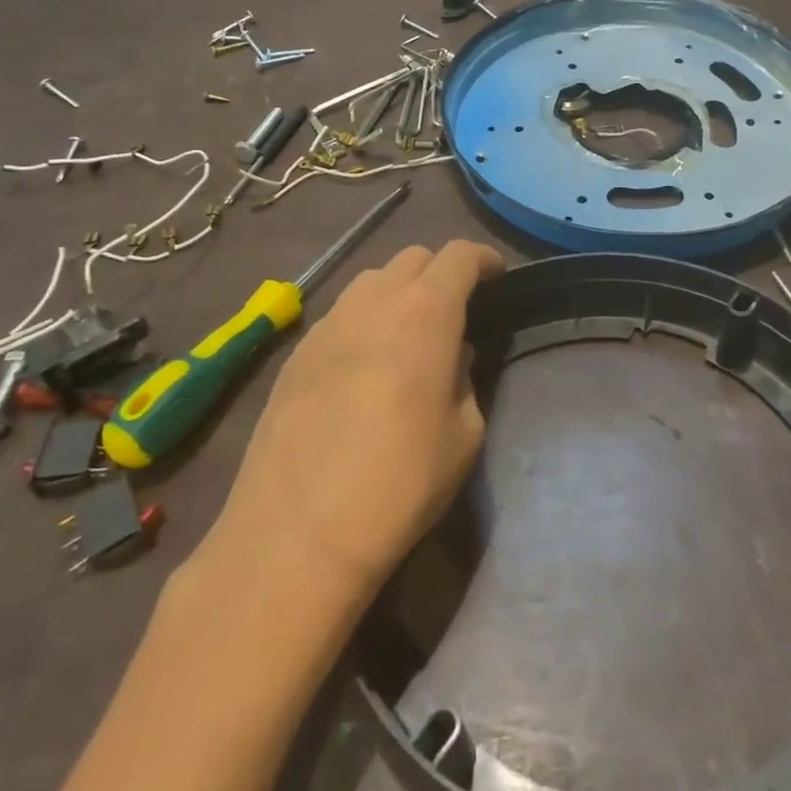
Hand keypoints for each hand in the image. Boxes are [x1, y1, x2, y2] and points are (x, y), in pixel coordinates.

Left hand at [194, 240, 505, 605]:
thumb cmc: (400, 484)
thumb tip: (451, 356)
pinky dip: (363, 322)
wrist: (296, 533)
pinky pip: (340, 316)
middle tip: (454, 311)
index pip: (458, 256)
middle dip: (440, 273)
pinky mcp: (294, 353)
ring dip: (398, 293)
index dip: (483, 259)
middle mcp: (373, 302)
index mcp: (425, 314)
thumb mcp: (463, 435)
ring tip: (406, 335)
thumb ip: (463, 379)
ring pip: (370, 282)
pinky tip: (363, 366)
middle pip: (412, 258)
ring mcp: (327, 324)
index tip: (496, 277)